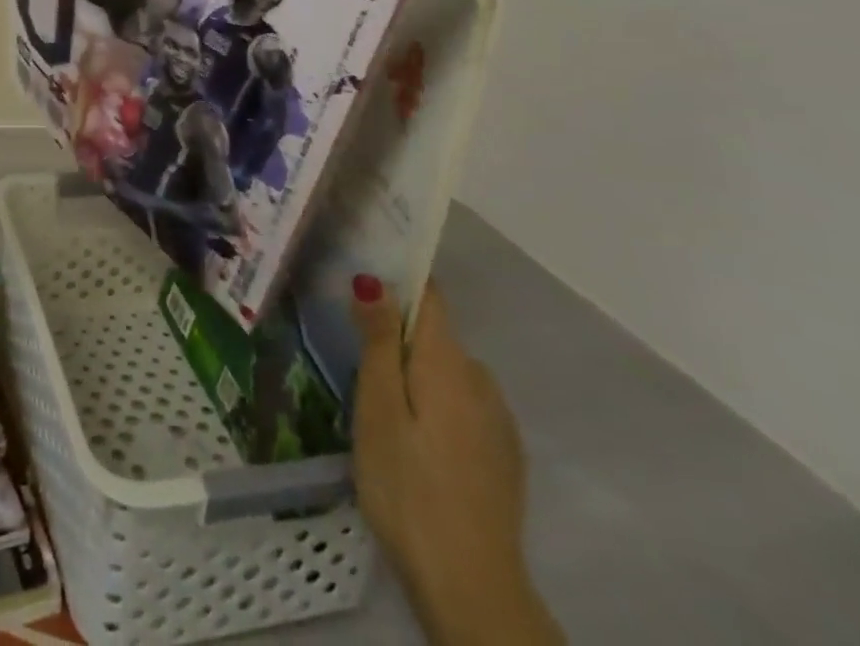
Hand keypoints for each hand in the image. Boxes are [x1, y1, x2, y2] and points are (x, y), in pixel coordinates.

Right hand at [351, 278, 561, 645]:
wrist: (472, 588)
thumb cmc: (408, 487)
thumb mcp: (378, 408)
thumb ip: (380, 340)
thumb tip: (375, 279)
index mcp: (448, 361)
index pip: (429, 295)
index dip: (399, 278)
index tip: (364, 272)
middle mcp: (481, 379)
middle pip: (436, 336)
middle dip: (399, 336)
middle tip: (355, 358)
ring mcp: (498, 420)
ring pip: (449, 374)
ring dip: (418, 376)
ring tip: (380, 407)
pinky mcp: (504, 456)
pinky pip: (465, 407)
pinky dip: (438, 407)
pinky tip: (416, 444)